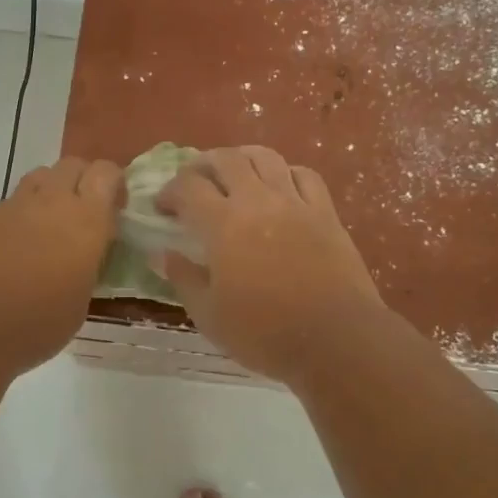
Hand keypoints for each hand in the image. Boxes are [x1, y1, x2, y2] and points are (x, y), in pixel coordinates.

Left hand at [0, 157, 122, 372]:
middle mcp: (51, 202)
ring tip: (50, 227)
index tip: (115, 210)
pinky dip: (21, 216)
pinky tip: (17, 248)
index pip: (106, 172)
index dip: (114, 184)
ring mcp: (13, 207)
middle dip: (82, 181)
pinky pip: (11, 204)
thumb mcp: (80, 301)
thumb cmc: (37, 322)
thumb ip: (86, 266)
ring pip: (40, 177)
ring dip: (51, 192)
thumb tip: (82, 258)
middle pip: (72, 165)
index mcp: (86, 220)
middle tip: (84, 215)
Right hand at [156, 146, 383, 384]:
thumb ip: (183, 278)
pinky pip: (304, 175)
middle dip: (202, 165)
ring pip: (266, 157)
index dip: (169, 192)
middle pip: (226, 160)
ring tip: (234, 173)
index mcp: (223, 224)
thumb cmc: (264, 334)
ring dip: (242, 158)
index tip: (162, 207)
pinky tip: (280, 187)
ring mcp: (295, 203)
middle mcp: (257, 201)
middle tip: (193, 182)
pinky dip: (285, 173)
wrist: (335, 340)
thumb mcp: (209, 315)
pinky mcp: (325, 213)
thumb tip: (162, 253)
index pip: (188, 188)